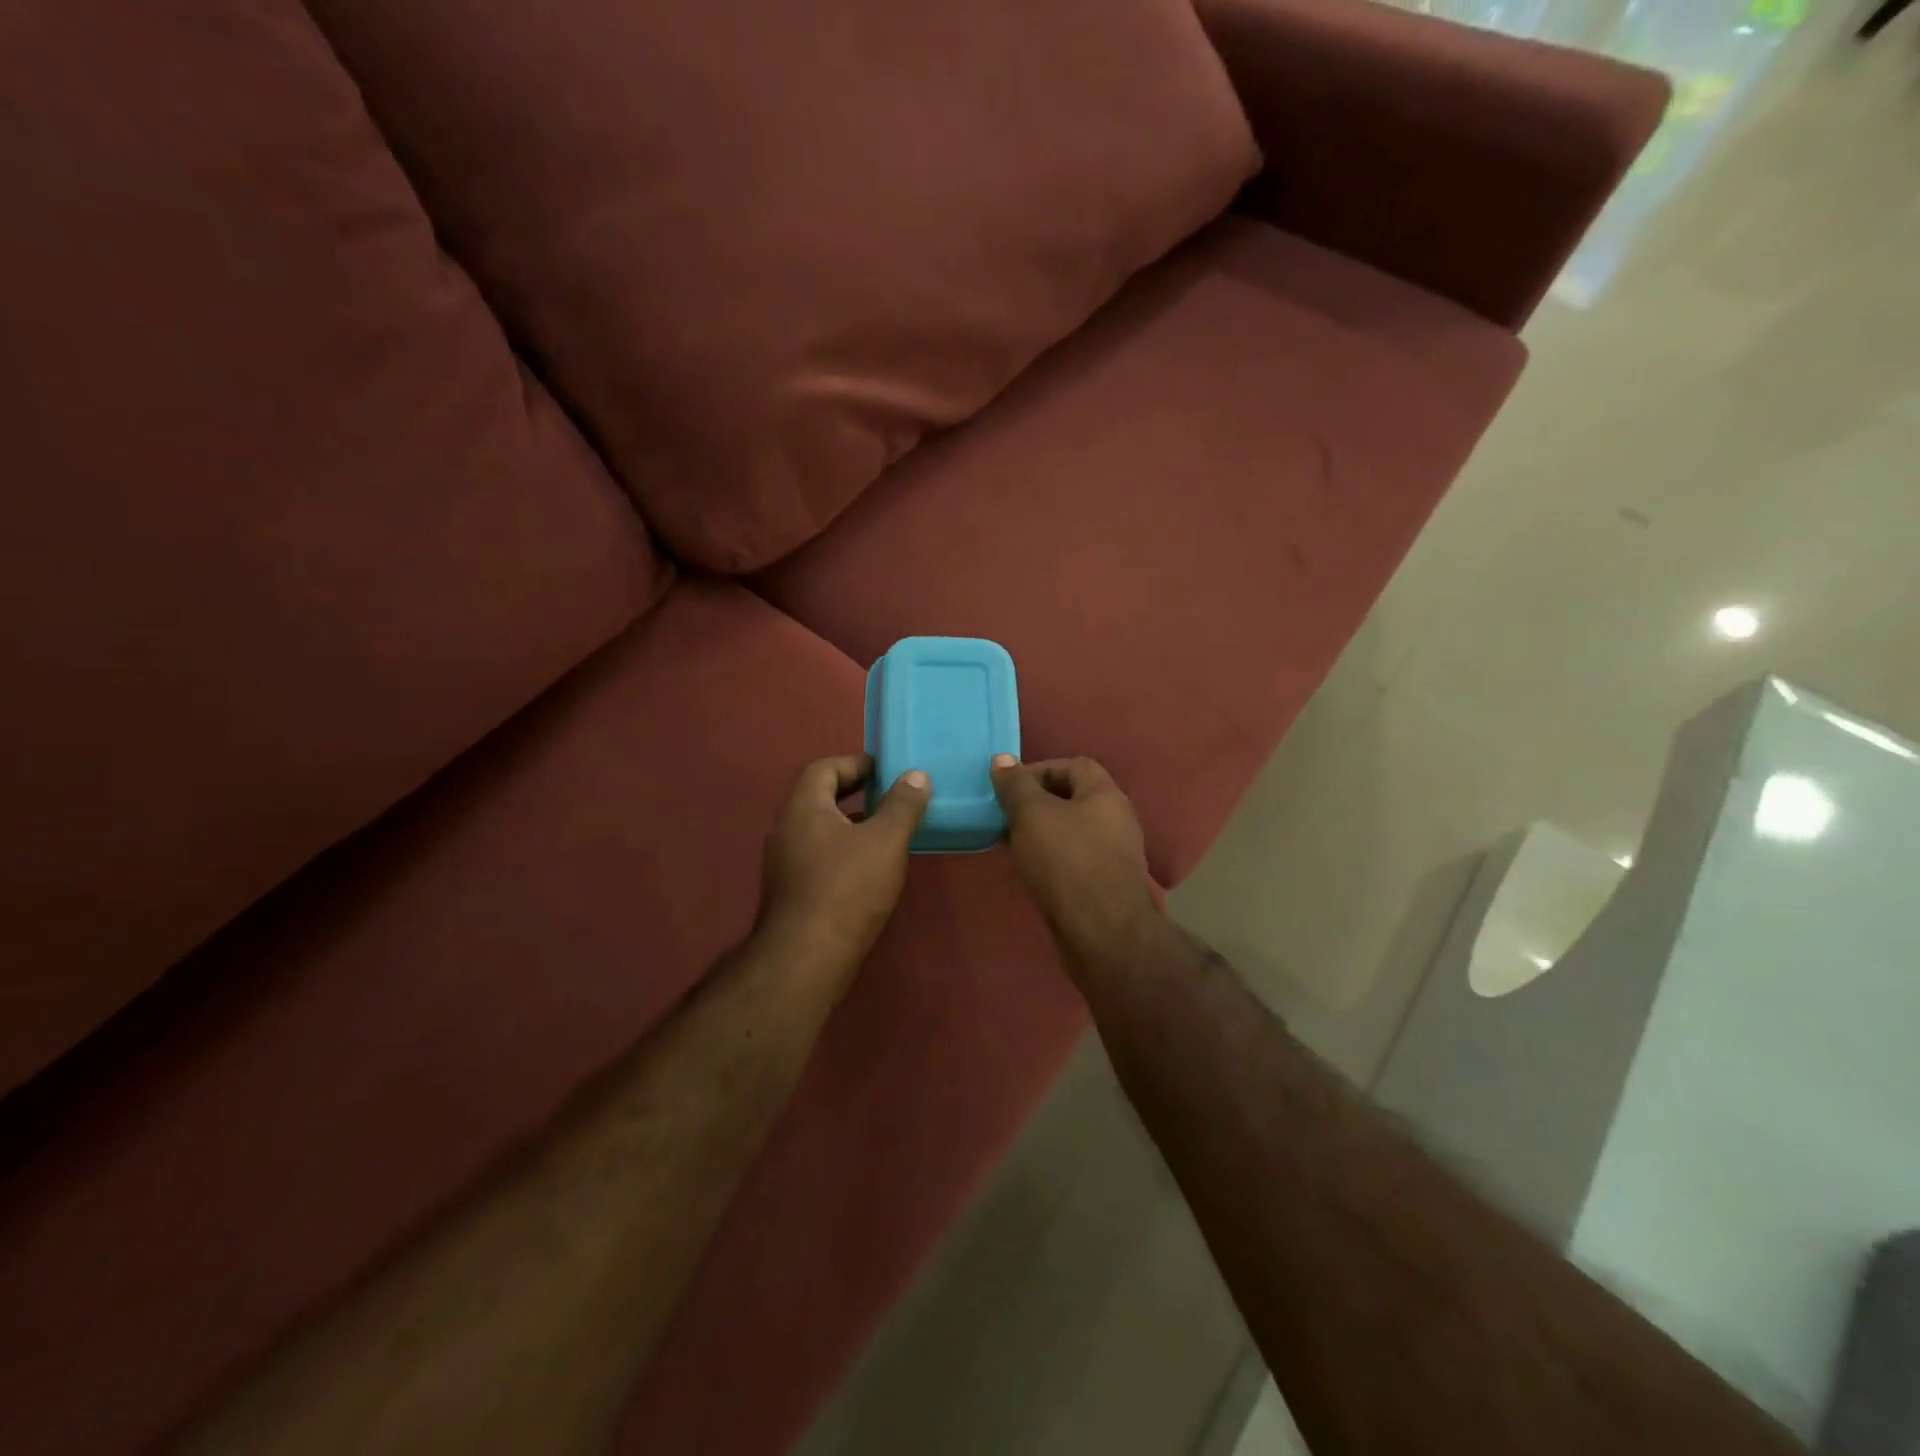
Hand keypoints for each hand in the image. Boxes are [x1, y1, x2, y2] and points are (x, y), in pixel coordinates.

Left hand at [756, 754, 929, 998]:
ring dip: (852, 825)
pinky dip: (845, 852)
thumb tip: (916, 775)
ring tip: (889, 832)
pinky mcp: (791, 893)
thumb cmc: (848, 888)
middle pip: (820, 798)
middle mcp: (786, 830)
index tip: (886, 771)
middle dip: (856, 793)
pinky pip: (819, 857)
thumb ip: (903, 804)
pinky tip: (871, 871)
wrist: (807, 958)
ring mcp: (784, 864)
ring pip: (821, 830)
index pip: (824, 768)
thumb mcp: (886, 840)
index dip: (856, 764)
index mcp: (803, 808)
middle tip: (892, 798)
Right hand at [990, 755, 1160, 970]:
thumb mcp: (1032, 815)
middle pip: (1073, 799)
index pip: (1075, 765)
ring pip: (1071, 832)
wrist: (1103, 933)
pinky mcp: (1106, 886)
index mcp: (1106, 795)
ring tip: (1011, 844)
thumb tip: (1002, 759)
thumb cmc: (1067, 861)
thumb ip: (1016, 786)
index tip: (1010, 787)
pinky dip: (1050, 860)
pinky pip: (1074, 861)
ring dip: (1041, 834)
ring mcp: (1114, 855)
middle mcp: (1116, 820)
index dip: (1040, 769)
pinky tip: (1029, 872)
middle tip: (1005, 816)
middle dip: (1036, 804)